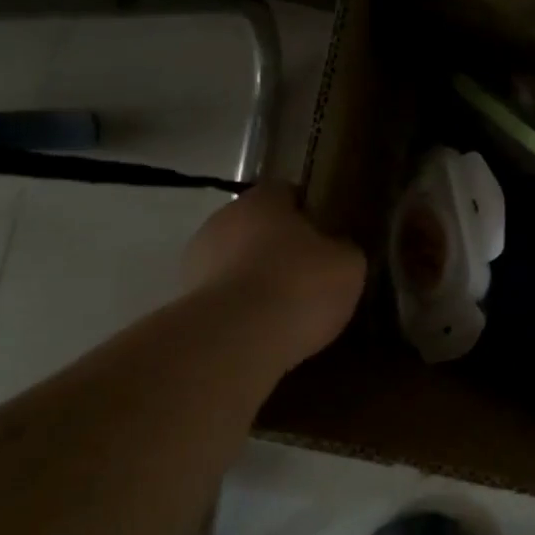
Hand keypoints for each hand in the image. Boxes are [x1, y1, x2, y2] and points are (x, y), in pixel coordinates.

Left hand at [183, 183, 365, 366]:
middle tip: (312, 276)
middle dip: (281, 248)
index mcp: (262, 200)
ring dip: (258, 279)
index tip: (329, 238)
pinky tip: (266, 330)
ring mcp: (197, 261)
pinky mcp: (186, 301)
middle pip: (259, 228)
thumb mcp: (348, 264)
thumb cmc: (299, 286)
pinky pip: (226, 298)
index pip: (288, 193)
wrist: (237, 341)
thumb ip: (343, 249)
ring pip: (238, 263)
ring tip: (289, 311)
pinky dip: (243, 309)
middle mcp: (223, 219)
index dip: (311, 213)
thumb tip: (337, 249)